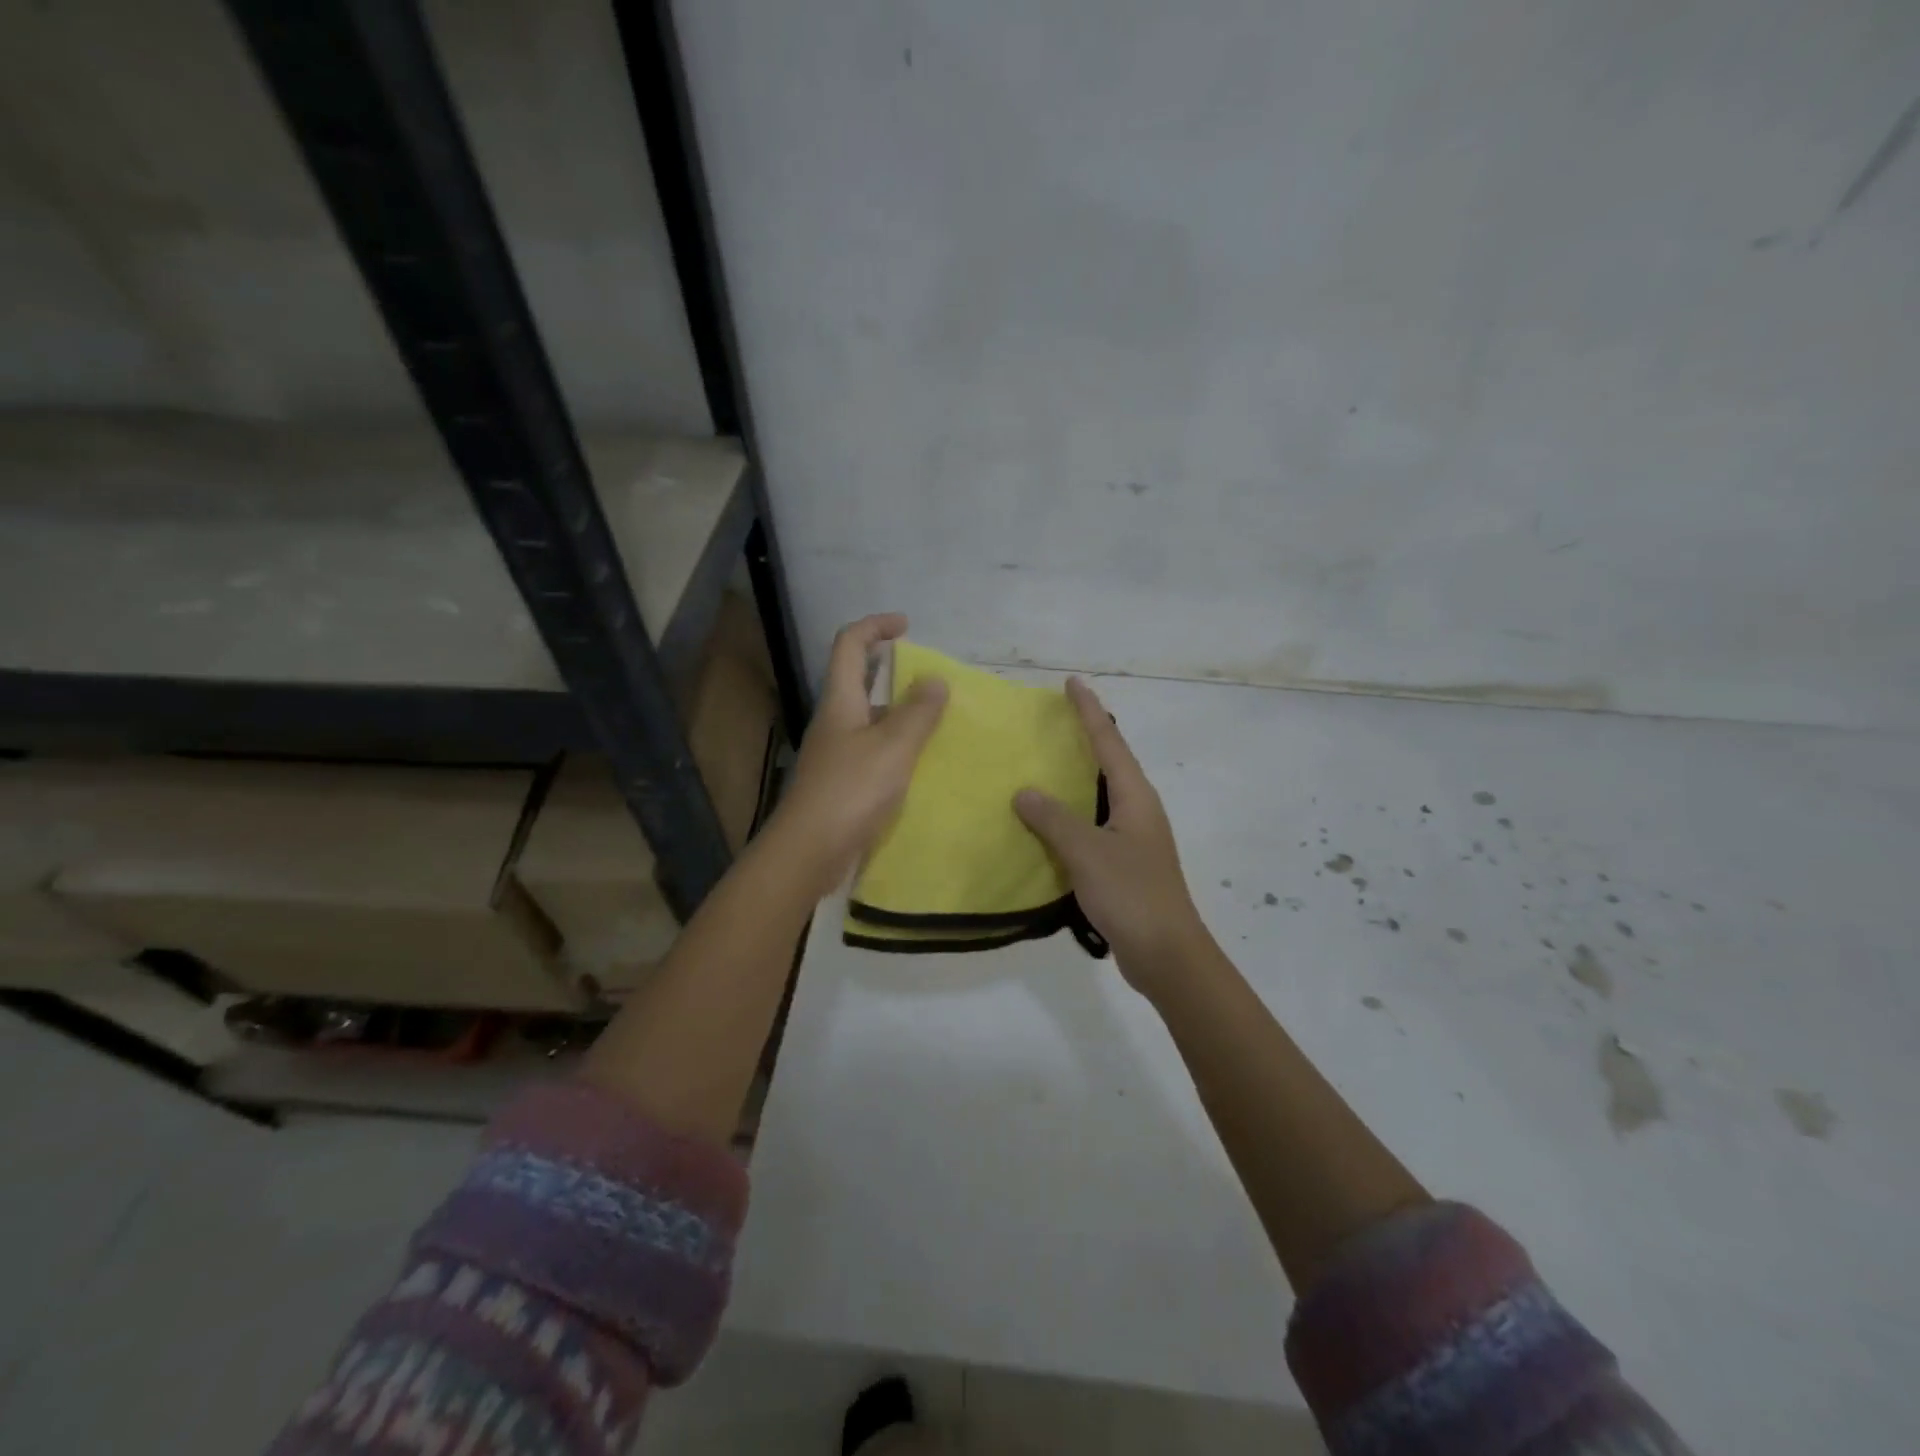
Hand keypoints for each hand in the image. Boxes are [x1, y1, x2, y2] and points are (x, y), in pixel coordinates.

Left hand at [768, 613, 947, 897]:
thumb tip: (934, 680)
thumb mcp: (893, 747)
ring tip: (936, 721)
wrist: (809, 852)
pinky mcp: (841, 782)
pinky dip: (896, 745)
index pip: (850, 644)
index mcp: (840, 701)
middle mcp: (834, 720)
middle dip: (892, 669)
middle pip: (857, 678)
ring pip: (868, 717)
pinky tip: (919, 762)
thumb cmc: (850, 791)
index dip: (875, 626)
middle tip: (930, 678)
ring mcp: (835, 753)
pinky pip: (872, 749)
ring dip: (899, 711)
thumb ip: (917, 713)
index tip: (907, 626)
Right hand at [1014, 678, 1210, 996]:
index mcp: (1136, 797)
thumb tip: (1025, 791)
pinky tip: (1050, 822)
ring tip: (1047, 763)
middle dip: (1087, 737)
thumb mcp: (1087, 852)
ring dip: (1078, 777)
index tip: (1072, 683)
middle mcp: (1139, 809)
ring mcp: (1134, 837)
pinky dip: (1073, 814)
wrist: (1166, 953)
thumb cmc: (1131, 894)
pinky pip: (1095, 824)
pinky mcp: (1126, 863)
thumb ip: (1054, 819)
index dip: (1089, 711)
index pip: (1109, 742)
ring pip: (1102, 794)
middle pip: (1111, 762)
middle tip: (1054, 720)